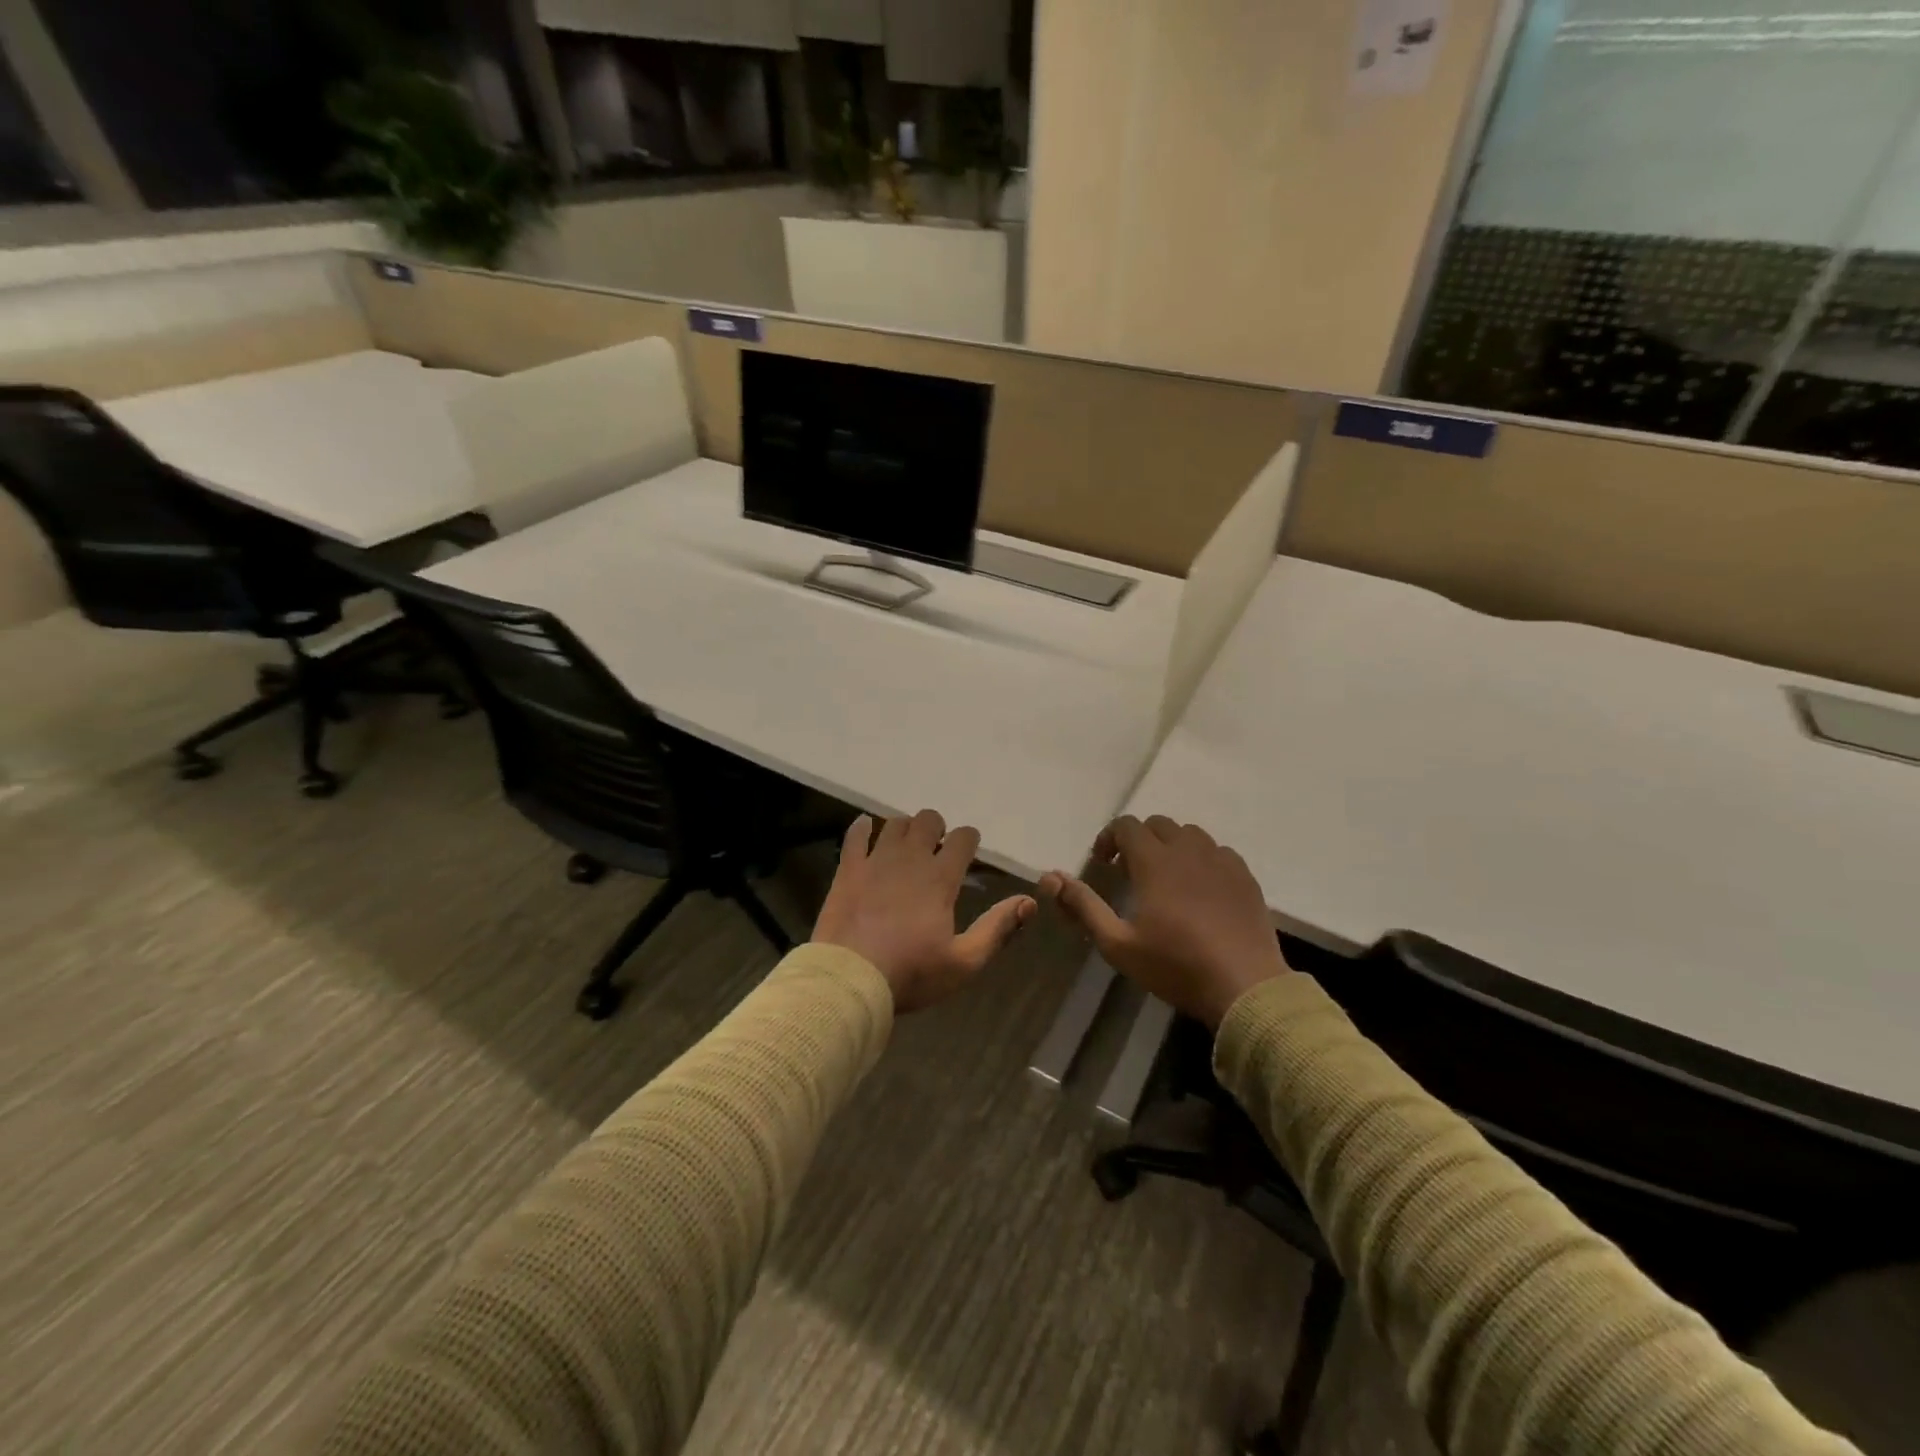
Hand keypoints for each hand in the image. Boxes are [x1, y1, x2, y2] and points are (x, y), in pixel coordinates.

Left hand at [813, 810, 1036, 1012]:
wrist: (850, 979)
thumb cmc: (911, 973)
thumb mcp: (964, 962)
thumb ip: (997, 929)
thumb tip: (1029, 901)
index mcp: (940, 878)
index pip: (963, 838)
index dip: (969, 840)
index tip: (967, 853)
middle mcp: (910, 859)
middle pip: (928, 820)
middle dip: (936, 829)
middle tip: (935, 851)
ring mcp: (876, 860)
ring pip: (894, 823)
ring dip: (904, 829)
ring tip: (905, 847)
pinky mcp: (848, 869)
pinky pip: (855, 835)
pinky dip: (862, 828)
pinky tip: (865, 829)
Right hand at [1040, 815, 1288, 1028]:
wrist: (1245, 986)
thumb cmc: (1175, 965)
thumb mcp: (1117, 943)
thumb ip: (1083, 906)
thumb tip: (1051, 877)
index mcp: (1155, 861)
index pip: (1127, 826)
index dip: (1109, 838)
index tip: (1103, 863)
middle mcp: (1188, 850)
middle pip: (1158, 825)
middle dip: (1138, 840)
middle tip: (1130, 871)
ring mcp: (1221, 861)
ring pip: (1190, 834)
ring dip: (1171, 846)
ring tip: (1165, 877)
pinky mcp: (1245, 876)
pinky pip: (1218, 852)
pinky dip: (1201, 859)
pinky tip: (1200, 889)